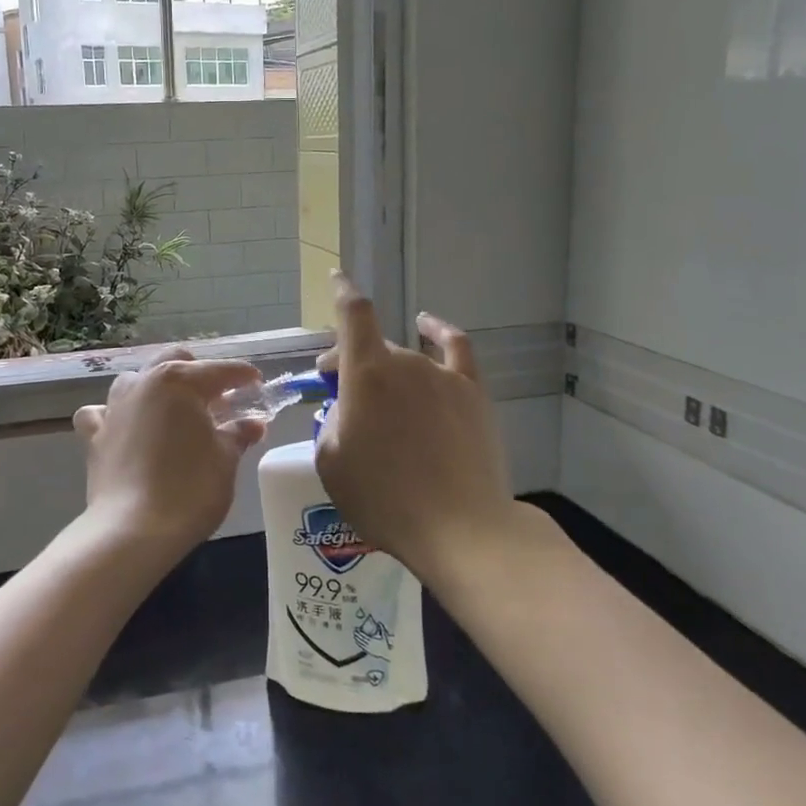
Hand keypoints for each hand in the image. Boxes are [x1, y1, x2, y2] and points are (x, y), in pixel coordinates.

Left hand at [72, 350, 266, 554]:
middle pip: (174, 361)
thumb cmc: (190, 489)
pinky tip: (127, 428)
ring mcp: (114, 407)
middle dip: (198, 373)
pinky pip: (103, 412)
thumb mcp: (226, 460)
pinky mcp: (94, 435)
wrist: (133, 530)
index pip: (220, 370)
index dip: (243, 376)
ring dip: (157, 389)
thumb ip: (238, 434)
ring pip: (136, 381)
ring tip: (175, 414)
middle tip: (218, 400)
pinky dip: (116, 415)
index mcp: (180, 382)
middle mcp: (143, 383)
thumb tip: (253, 424)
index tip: (258, 385)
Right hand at [314, 273, 515, 577]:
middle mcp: (406, 362)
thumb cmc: (383, 499)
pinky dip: (439, 332)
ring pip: (407, 358)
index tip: (336, 278)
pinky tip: (429, 326)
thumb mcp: (332, 463)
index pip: (353, 314)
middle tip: (338, 392)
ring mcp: (443, 376)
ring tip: (380, 398)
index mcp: (366, 374)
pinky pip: (455, 348)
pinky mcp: (473, 393)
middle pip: (373, 345)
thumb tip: (347, 407)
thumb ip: (332, 422)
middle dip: (350, 361)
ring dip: (386, 368)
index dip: (342, 292)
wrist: (458, 527)